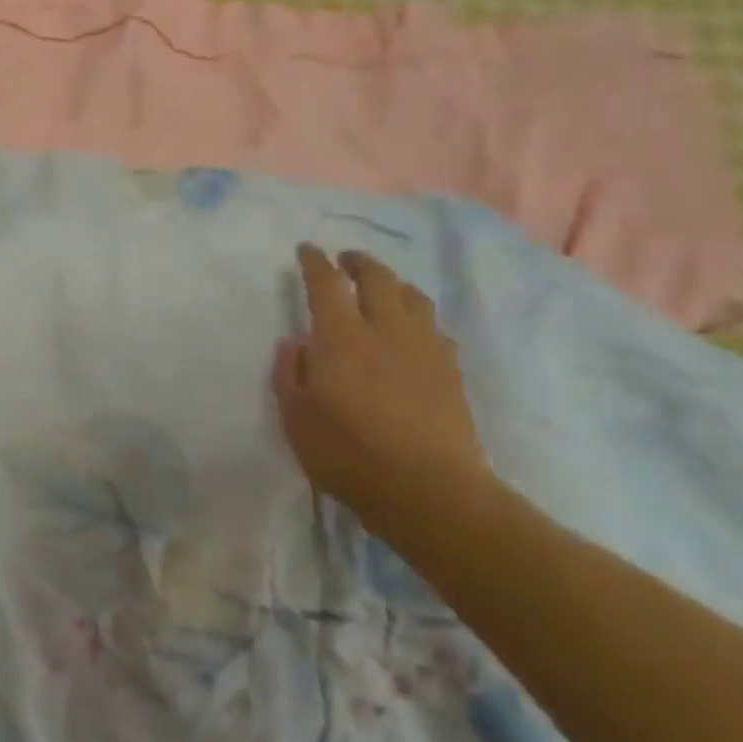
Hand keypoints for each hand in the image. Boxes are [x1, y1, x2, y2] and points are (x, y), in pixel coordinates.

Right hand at [273, 244, 491, 537]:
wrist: (429, 491)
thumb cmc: (348, 455)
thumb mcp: (296, 418)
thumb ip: (290, 373)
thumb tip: (295, 341)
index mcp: (342, 337)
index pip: (327, 284)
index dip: (315, 262)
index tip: (307, 249)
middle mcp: (386, 330)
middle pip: (378, 278)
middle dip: (359, 262)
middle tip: (346, 260)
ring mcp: (425, 348)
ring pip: (413, 297)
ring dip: (393, 283)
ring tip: (382, 287)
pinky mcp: (451, 371)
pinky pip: (434, 327)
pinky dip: (418, 318)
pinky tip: (413, 332)